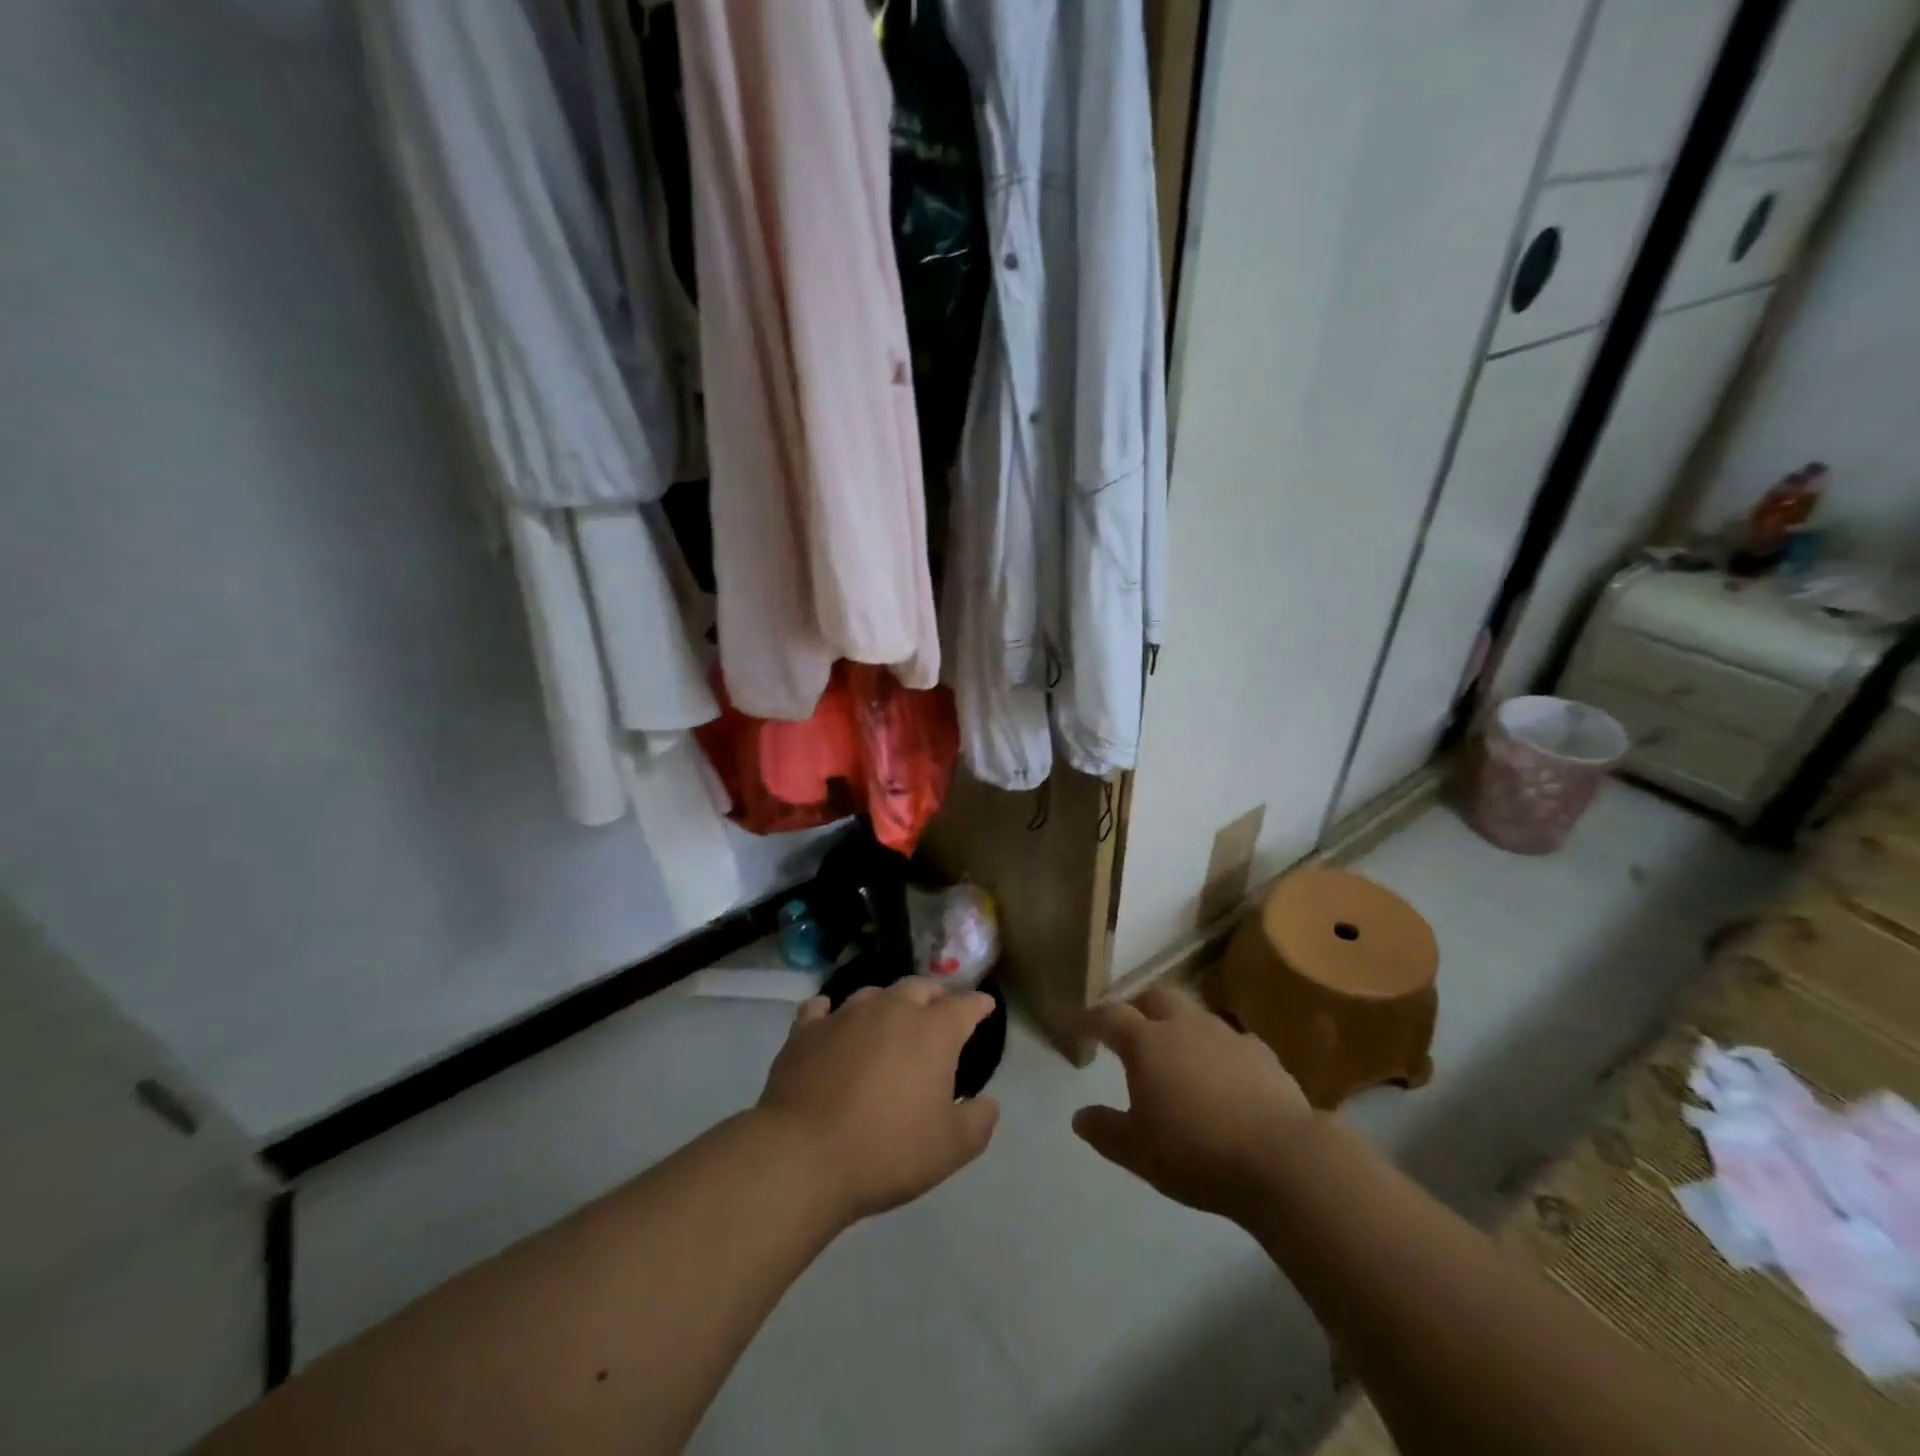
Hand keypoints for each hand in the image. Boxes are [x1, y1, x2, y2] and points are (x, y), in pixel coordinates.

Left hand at [758, 979, 999, 1224]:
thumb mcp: (950, 1149)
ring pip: (874, 993)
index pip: (965, 1004)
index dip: (979, 1004)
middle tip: (938, 1014)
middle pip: (920, 987)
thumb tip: (988, 1103)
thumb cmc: (887, 1151)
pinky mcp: (806, 1030)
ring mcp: (845, 1015)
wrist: (803, 1157)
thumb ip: (978, 1121)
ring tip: (889, 1021)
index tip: (985, 1007)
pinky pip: (822, 1009)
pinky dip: (832, 1013)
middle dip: (935, 996)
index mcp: (932, 1031)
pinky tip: (832, 1022)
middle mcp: (891, 1009)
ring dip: (888, 1004)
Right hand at [1073, 985, 1313, 1223]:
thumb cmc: (1197, 1152)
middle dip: (1138, 1006)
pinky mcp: (1262, 1054)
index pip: (1109, 1016)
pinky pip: (1231, 1041)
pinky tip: (1223, 1074)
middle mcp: (1184, 1026)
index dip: (1089, 1017)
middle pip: (1155, 997)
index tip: (1074, 1020)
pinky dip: (1217, 1050)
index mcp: (1146, 1042)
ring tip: (1177, 1052)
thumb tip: (1079, 1116)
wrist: (1282, 1159)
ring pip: (1194, 1014)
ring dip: (1179, 1025)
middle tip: (1130, 1028)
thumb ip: (1106, 1130)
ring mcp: (1227, 1035)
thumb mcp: (1139, 1152)